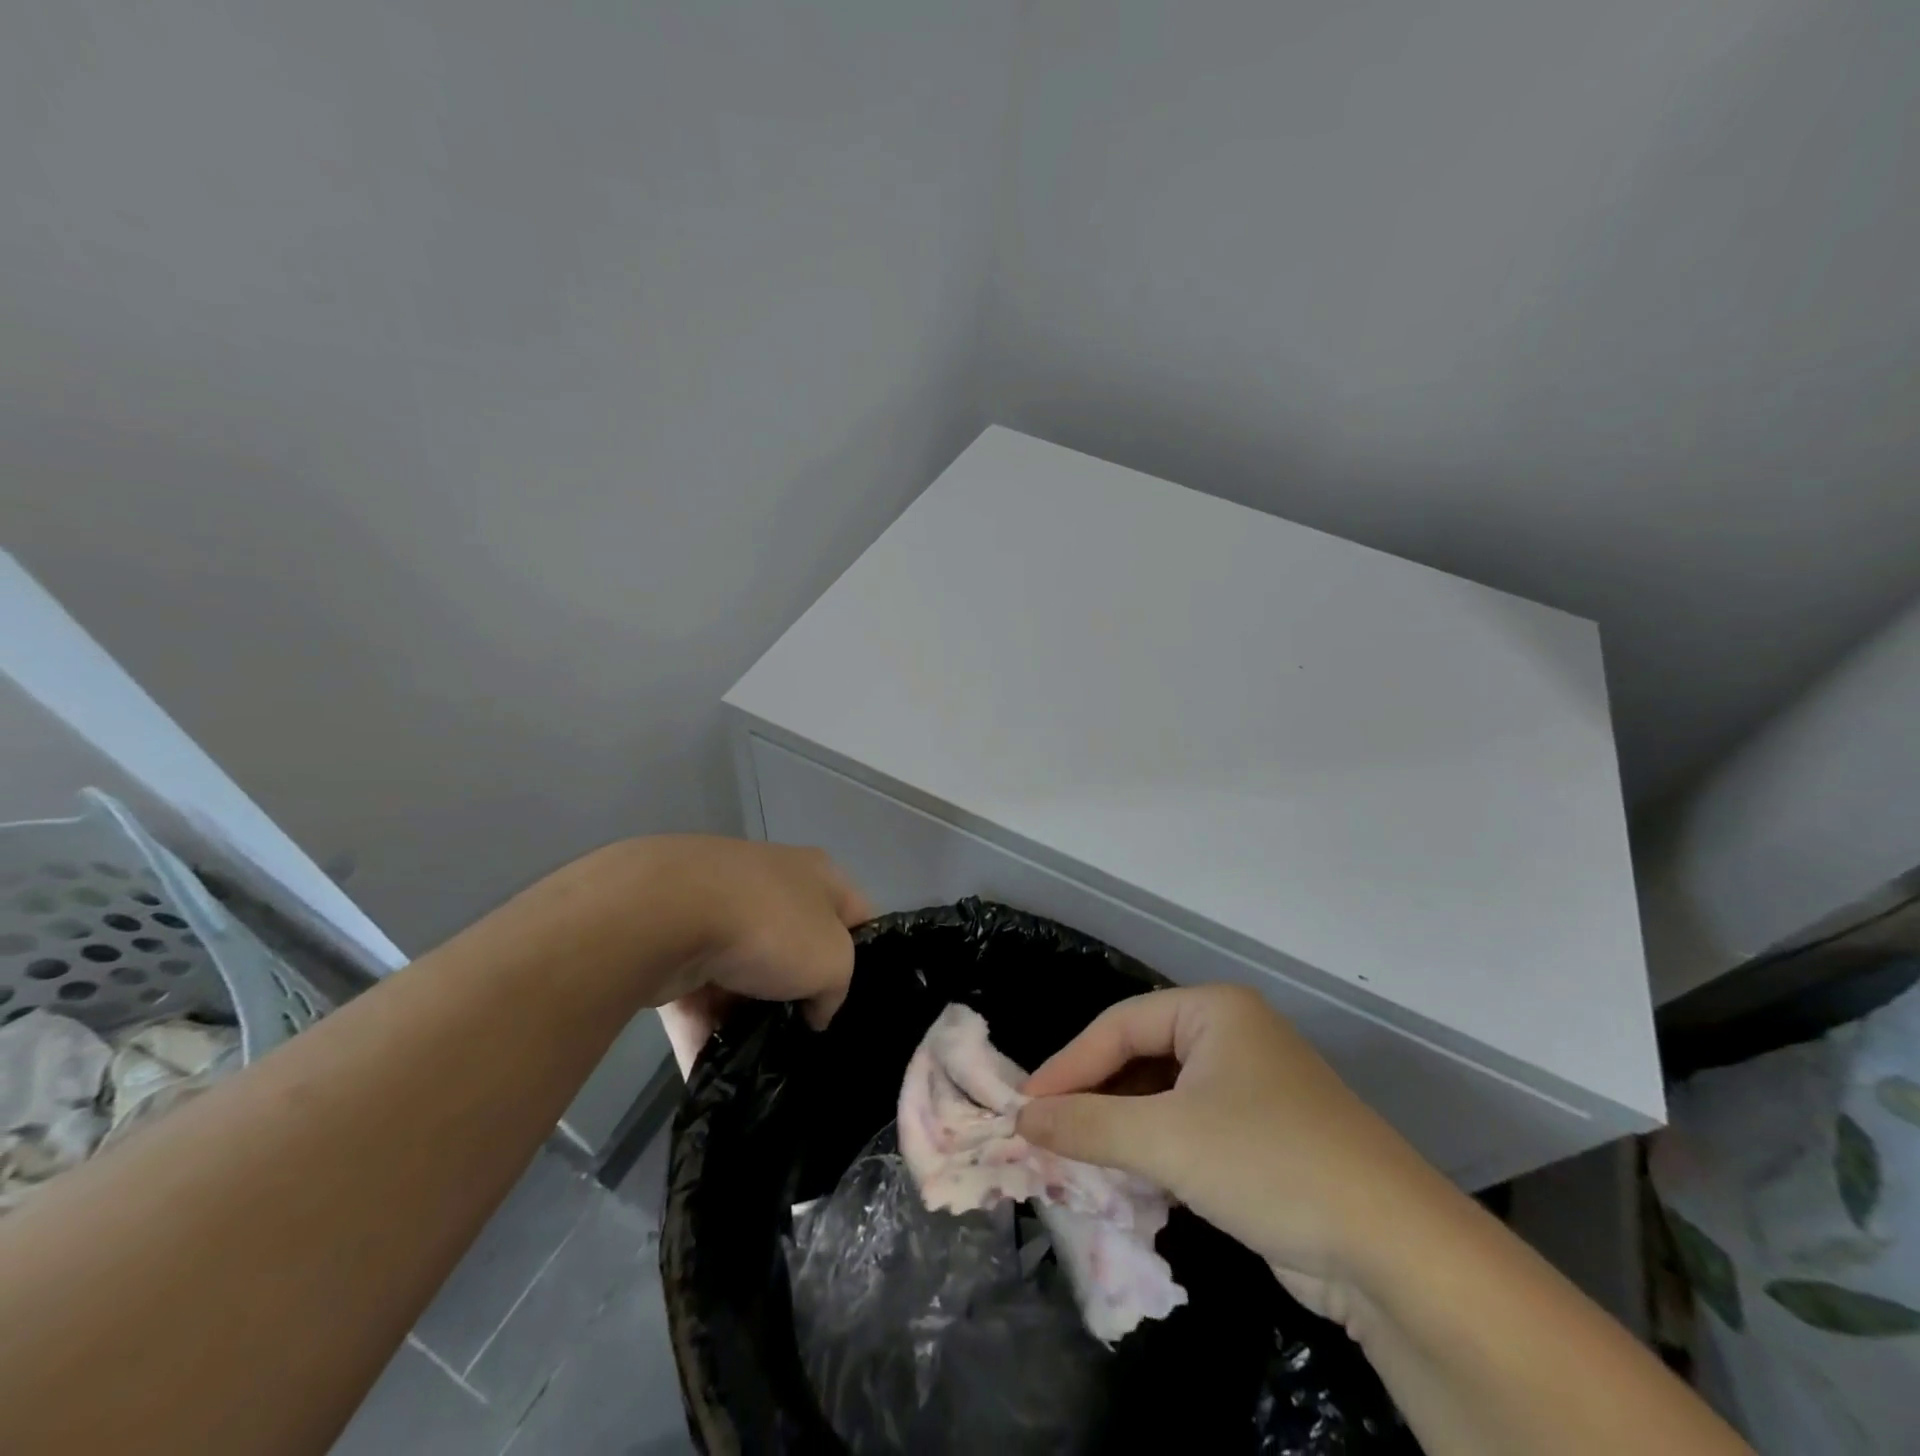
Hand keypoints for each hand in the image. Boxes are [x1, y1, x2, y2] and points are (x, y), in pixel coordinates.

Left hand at [642, 837, 872, 1075]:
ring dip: (749, 1016)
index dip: (867, 957)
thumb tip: (815, 1011)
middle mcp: (769, 884)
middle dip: (800, 993)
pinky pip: (698, 997)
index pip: (857, 915)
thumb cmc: (770, 926)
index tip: (860, 1002)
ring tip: (762, 1064)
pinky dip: (705, 1032)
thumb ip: (836, 990)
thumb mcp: (833, 961)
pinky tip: (714, 1074)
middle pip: (797, 946)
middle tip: (809, 1036)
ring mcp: (716, 911)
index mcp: (817, 874)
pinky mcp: (671, 943)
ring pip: (745, 975)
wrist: (664, 914)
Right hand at [1016, 984, 1445, 1326]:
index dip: (1069, 1066)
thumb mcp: (1167, 1140)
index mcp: (1213, 1010)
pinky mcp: (1260, 1136)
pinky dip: (1153, 1149)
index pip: (1119, 1025)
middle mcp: (1231, 1036)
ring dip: (1120, 1127)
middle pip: (1140, 1057)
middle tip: (1045, 1133)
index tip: (1026, 1108)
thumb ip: (1088, 1125)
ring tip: (1075, 1157)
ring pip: (1162, 1096)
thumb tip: (1022, 1120)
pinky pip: (1187, 1128)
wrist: (1393, 1251)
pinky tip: (1126, 1178)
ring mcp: (1249, 1086)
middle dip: (1093, 1097)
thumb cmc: (1269, 1162)